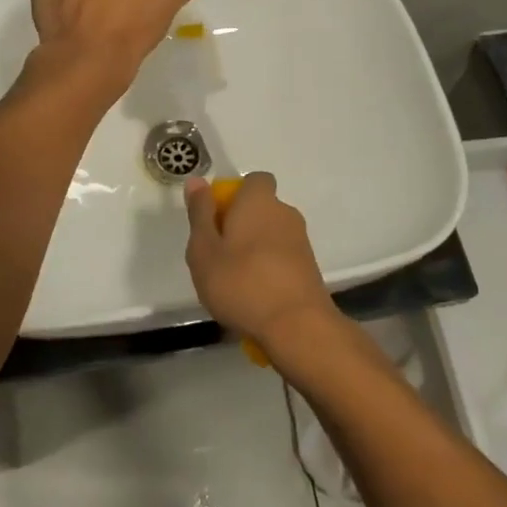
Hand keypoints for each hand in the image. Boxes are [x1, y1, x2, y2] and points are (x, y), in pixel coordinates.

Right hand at [184, 173, 338, 356]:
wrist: (297, 326)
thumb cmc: (241, 283)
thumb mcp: (204, 250)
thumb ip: (200, 214)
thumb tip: (197, 181)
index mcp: (259, 201)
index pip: (254, 180)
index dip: (234, 195)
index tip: (216, 220)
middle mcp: (284, 213)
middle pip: (260, 208)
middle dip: (241, 225)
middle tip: (218, 255)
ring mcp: (301, 241)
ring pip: (271, 235)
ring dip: (254, 249)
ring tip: (234, 281)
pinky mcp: (310, 268)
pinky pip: (282, 258)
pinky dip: (269, 269)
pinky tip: (255, 296)